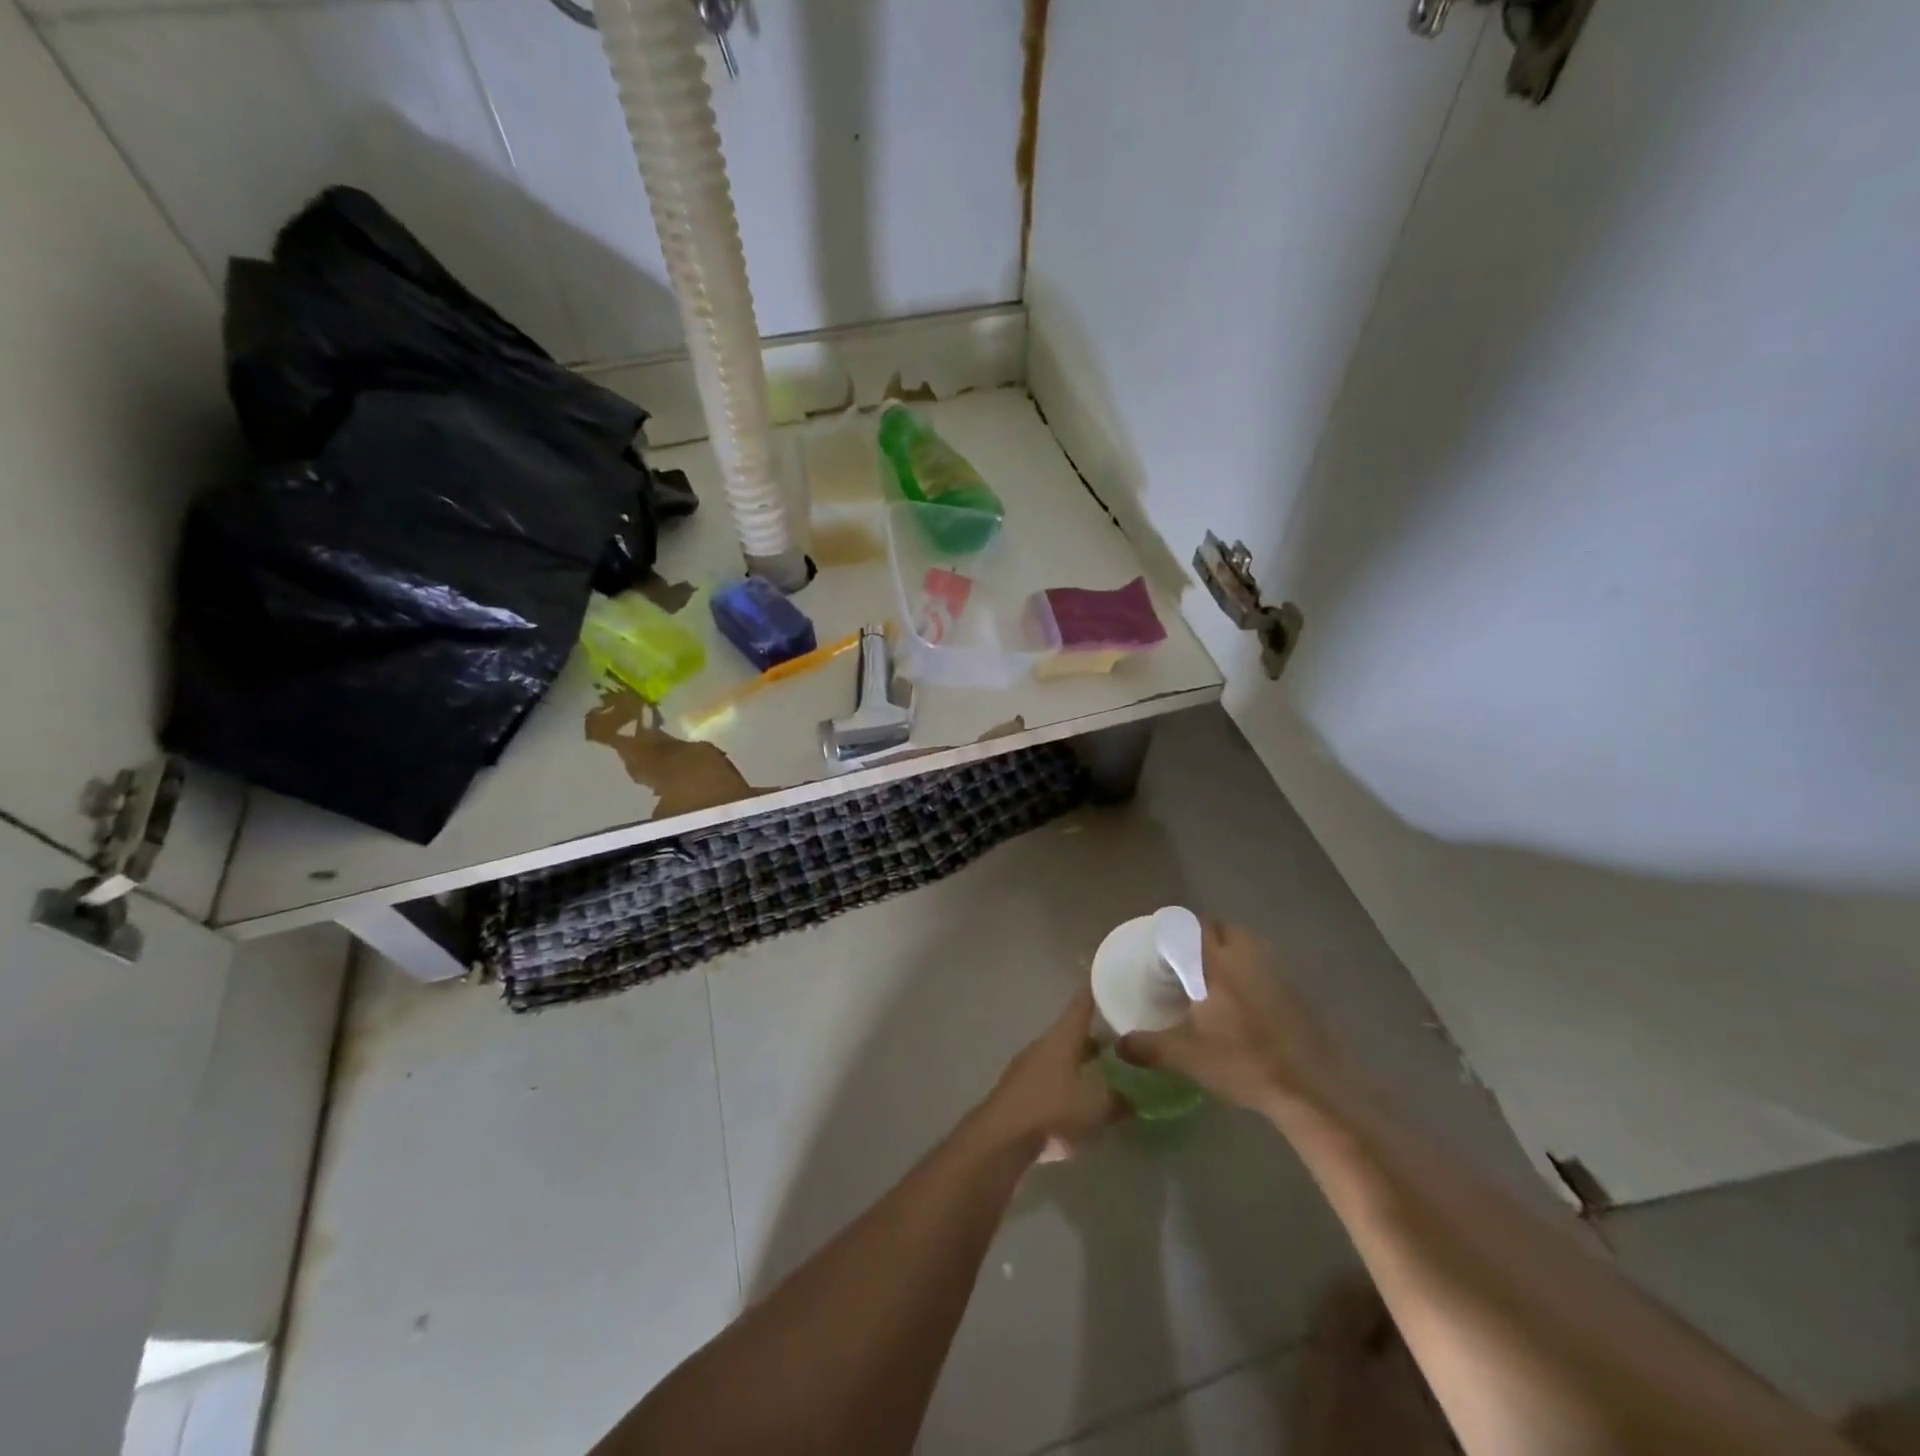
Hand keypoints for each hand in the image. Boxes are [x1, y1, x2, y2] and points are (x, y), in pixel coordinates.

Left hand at [977, 989, 1123, 1163]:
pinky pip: (1051, 1077)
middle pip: (1072, 1031)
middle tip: (1120, 1033)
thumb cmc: (1052, 1110)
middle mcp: (1044, 1044)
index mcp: (1062, 1037)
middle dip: (1095, 1032)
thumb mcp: (1096, 1107)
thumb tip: (1134, 1097)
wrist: (1002, 1137)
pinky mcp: (1021, 1089)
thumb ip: (1119, 1100)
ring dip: (1081, 1058)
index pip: (1081, 1004)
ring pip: (1061, 1055)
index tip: (1108, 978)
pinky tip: (1081, 1097)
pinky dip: (1068, 1080)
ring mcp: (1029, 1065)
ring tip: (1105, 1067)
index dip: (1095, 991)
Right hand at [1117, 920, 1351, 1117]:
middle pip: (1225, 929)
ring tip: (1214, 978)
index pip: (1194, 927)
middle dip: (1205, 936)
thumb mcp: (1187, 1058)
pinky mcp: (1296, 991)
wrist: (1310, 1088)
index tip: (1163, 945)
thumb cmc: (1243, 1063)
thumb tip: (1117, 1045)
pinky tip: (1244, 1002)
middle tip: (1187, 960)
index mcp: (1216, 964)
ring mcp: (1276, 972)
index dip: (1177, 929)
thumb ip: (1148, 1047)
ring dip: (1230, 951)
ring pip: (1249, 944)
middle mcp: (1247, 958)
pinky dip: (1251, 972)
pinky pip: (1266, 966)